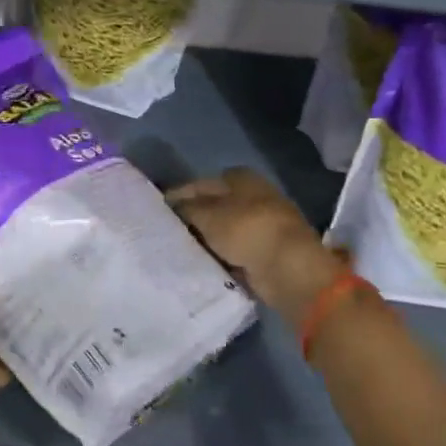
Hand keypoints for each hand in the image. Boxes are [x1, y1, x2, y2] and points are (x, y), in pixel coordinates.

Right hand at [167, 167, 346, 316]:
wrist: (287, 268)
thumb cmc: (245, 230)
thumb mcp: (206, 215)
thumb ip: (185, 208)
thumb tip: (173, 207)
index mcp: (239, 178)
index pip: (199, 184)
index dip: (178, 196)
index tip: (158, 211)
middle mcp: (252, 196)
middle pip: (212, 207)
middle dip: (191, 219)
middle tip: (166, 234)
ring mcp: (261, 225)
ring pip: (222, 231)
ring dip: (205, 240)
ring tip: (179, 250)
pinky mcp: (265, 251)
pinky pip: (233, 251)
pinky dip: (219, 257)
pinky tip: (201, 264)